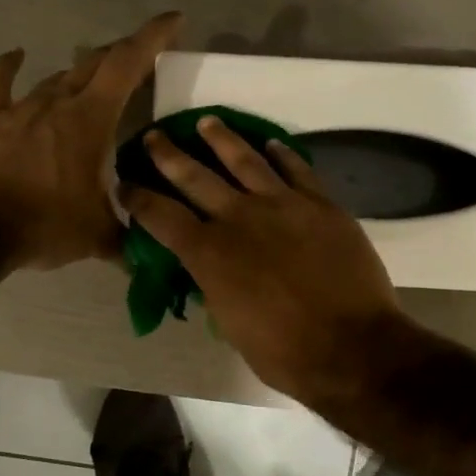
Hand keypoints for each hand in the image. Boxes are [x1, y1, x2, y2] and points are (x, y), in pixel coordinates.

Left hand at [0, 12, 180, 269]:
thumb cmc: (47, 225)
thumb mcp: (99, 235)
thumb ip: (128, 239)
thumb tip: (148, 258)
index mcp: (91, 119)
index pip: (127, 63)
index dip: (153, 37)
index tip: (175, 21)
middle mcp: (59, 101)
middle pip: (95, 63)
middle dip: (123, 55)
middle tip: (142, 61)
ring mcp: (23, 109)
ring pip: (58, 76)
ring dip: (81, 73)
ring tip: (97, 77)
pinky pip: (2, 86)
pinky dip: (10, 69)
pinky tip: (15, 55)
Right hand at [123, 115, 409, 402]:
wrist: (351, 347)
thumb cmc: (284, 353)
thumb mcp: (231, 326)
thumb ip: (215, 289)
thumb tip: (208, 273)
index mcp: (208, 254)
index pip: (160, 216)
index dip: (138, 199)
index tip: (124, 184)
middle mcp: (238, 218)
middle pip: (194, 176)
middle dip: (167, 155)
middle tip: (152, 136)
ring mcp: (282, 205)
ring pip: (244, 160)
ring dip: (221, 139)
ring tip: (206, 122)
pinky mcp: (321, 205)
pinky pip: (297, 169)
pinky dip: (282, 154)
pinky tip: (271, 144)